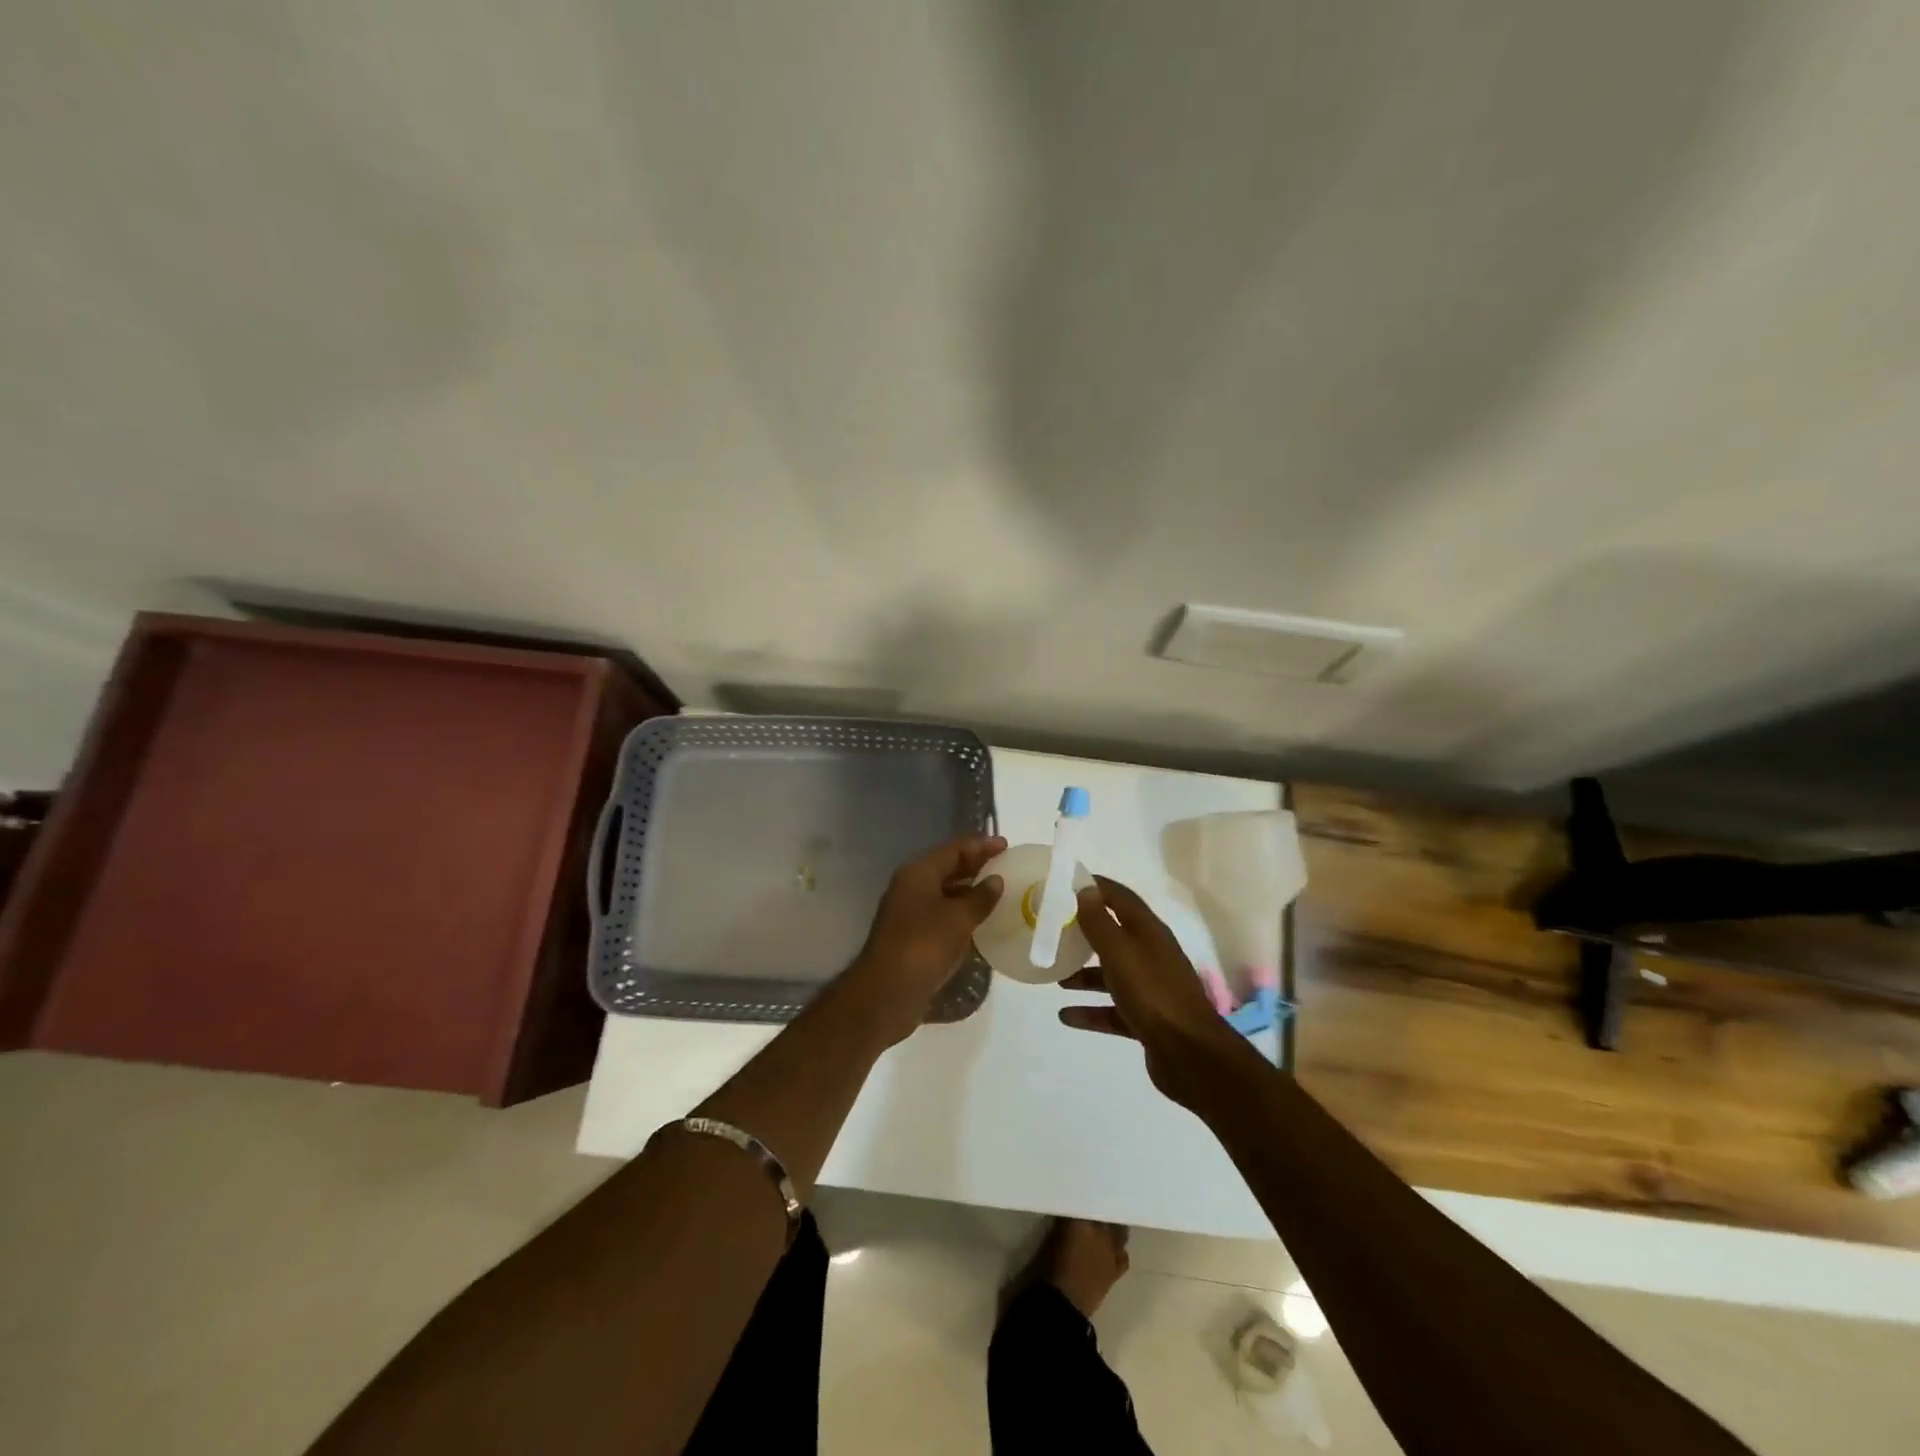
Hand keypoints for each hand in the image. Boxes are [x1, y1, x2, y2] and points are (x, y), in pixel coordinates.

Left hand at [841, 832, 1006, 1046]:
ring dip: (969, 890)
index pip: (953, 849)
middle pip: (947, 867)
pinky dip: (961, 912)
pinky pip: (942, 914)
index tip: (1006, 845)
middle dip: (975, 865)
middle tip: (1005, 865)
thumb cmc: (924, 946)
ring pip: (944, 892)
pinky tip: (981, 920)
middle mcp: (911, 887)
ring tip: (998, 891)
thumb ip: (980, 897)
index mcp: (918, 873)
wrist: (887, 992)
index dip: (980, 845)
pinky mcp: (912, 936)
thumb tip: (996, 880)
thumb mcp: (958, 919)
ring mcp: (909, 912)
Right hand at [1060, 876, 1252, 1107]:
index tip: (1067, 883)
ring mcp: (1151, 989)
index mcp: (1149, 933)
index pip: (1120, 898)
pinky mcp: (1147, 1020)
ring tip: (1057, 977)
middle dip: (1086, 933)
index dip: (1096, 887)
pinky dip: (1091, 1010)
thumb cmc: (1152, 994)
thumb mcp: (1120, 953)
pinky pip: (1113, 1009)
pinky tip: (1066, 1015)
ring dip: (1085, 974)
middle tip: (1055, 931)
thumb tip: (1086, 889)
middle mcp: (1152, 955)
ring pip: (1112, 974)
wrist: (1190, 1054)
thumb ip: (1100, 923)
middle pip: (1115, 936)